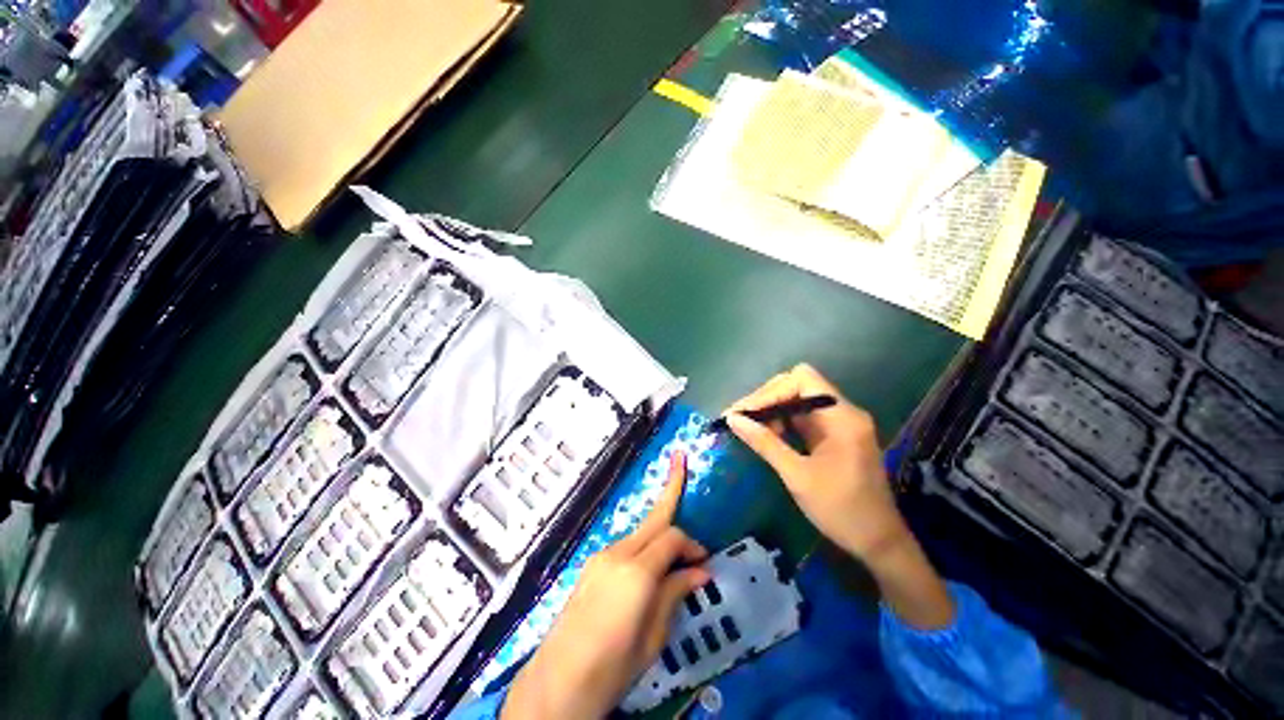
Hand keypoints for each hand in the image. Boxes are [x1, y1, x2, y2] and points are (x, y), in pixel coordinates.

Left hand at [502, 453, 709, 719]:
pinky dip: (642, 550)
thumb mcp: (656, 633)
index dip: (695, 546)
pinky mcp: (586, 575)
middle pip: (651, 522)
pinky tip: (652, 568)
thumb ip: (675, 594)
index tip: (708, 565)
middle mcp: (614, 556)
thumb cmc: (616, 662)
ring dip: (658, 534)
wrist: (563, 677)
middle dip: (671, 495)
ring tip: (680, 555)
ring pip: (635, 535)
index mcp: (637, 570)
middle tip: (686, 471)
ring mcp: (595, 564)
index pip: (673, 538)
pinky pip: (621, 550)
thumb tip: (700, 572)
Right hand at [723, 364, 906, 562]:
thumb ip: (767, 444)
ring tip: (749, 430)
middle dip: (770, 400)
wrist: (876, 537)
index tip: (740, 414)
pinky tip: (771, 439)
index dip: (768, 393)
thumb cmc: (838, 509)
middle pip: (804, 387)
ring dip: (778, 413)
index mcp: (842, 416)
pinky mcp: (844, 440)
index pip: (802, 380)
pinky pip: (814, 422)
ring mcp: (847, 426)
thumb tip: (734, 420)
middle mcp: (847, 413)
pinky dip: (791, 426)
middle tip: (740, 421)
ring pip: (807, 405)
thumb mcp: (798, 477)